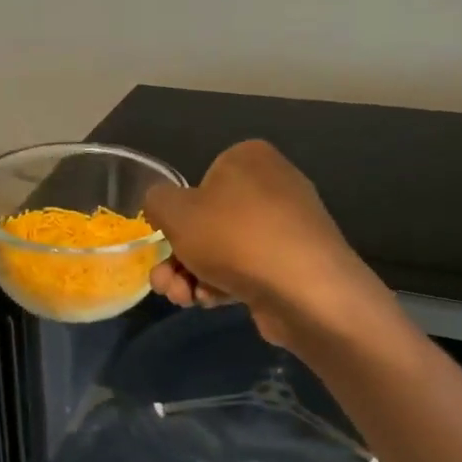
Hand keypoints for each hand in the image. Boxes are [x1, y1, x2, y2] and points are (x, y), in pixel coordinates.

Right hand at [143, 140, 399, 348]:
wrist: (304, 289)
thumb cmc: (233, 237)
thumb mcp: (175, 212)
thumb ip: (156, 202)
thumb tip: (163, 207)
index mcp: (248, 158)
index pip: (198, 183)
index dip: (176, 217)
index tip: (166, 242)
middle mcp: (271, 184)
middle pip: (206, 222)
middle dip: (178, 258)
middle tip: (166, 283)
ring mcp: (286, 226)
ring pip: (221, 250)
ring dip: (192, 276)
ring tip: (184, 299)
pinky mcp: (292, 262)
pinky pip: (246, 269)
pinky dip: (223, 284)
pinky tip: (212, 302)